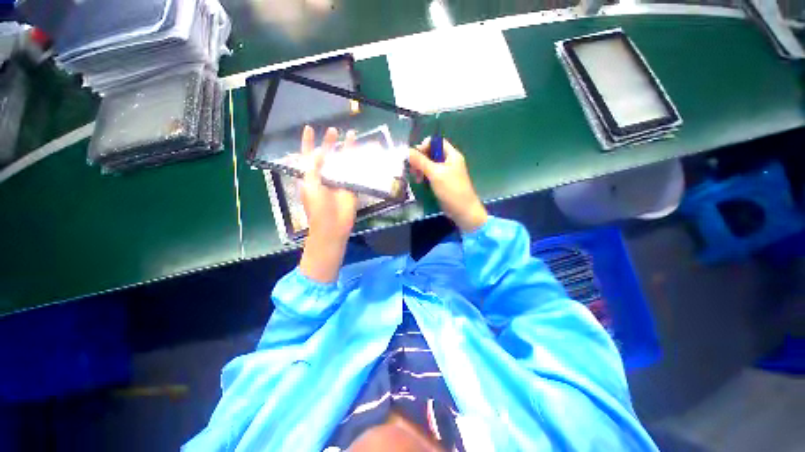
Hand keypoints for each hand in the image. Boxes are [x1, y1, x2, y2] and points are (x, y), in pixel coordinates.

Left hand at [299, 125, 357, 282]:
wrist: (333, 226)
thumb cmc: (317, 208)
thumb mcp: (310, 186)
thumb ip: (314, 168)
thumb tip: (319, 152)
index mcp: (311, 176)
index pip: (308, 155)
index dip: (307, 142)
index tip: (309, 128)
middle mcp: (325, 176)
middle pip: (327, 156)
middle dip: (329, 143)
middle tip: (333, 130)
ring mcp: (339, 181)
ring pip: (342, 162)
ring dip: (346, 149)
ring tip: (350, 134)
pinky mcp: (351, 186)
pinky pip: (354, 172)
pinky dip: (358, 162)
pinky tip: (361, 153)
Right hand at [408, 137, 487, 232]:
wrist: (462, 211)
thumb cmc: (451, 190)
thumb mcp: (435, 174)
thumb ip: (421, 161)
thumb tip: (406, 150)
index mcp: (451, 155)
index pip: (436, 142)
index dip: (424, 146)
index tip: (415, 157)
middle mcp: (449, 161)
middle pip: (431, 153)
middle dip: (420, 159)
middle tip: (413, 170)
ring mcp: (445, 172)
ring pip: (429, 164)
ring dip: (420, 169)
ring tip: (416, 179)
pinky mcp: (441, 182)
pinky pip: (430, 174)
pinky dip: (424, 176)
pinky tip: (419, 182)